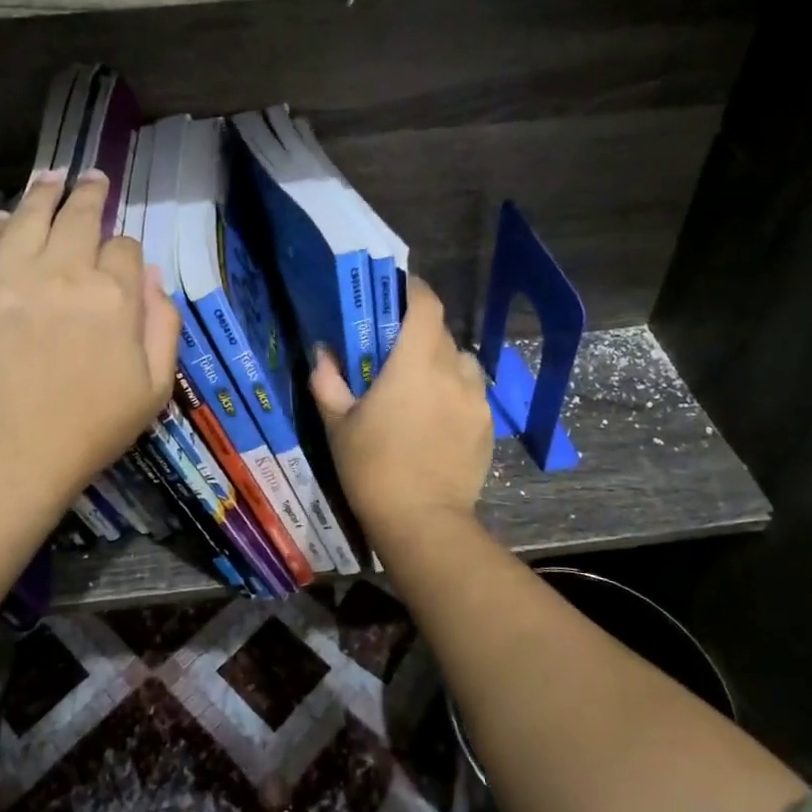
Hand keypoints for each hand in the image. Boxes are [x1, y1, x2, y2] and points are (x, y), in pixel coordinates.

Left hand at [0, 169, 179, 514]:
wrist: (14, 456)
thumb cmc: (94, 427)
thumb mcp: (155, 386)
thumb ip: (163, 325)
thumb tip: (153, 276)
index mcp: (115, 296)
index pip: (124, 248)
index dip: (125, 249)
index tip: (121, 258)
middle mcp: (64, 272)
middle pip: (79, 216)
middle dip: (90, 193)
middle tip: (91, 177)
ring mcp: (10, 278)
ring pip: (29, 216)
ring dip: (43, 192)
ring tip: (51, 176)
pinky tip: (4, 217)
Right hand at [309, 277, 492, 544]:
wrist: (421, 521)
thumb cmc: (372, 468)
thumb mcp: (337, 424)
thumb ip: (328, 382)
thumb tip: (324, 354)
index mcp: (414, 363)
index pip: (426, 305)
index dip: (413, 291)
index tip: (396, 293)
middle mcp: (451, 371)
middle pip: (441, 332)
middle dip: (419, 332)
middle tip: (395, 349)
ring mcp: (475, 398)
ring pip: (461, 361)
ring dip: (441, 361)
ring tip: (422, 384)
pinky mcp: (487, 424)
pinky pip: (472, 392)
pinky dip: (455, 391)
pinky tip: (438, 417)